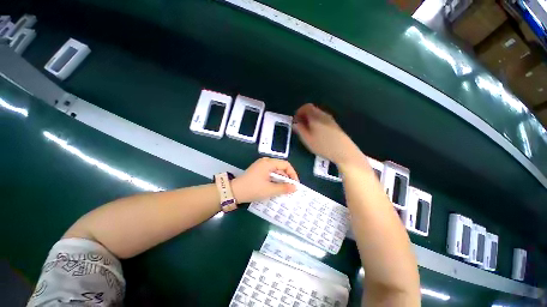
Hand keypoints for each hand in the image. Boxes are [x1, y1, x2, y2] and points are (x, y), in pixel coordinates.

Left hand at [232, 157, 298, 202]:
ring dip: (281, 180)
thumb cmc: (253, 189)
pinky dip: (275, 180)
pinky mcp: (258, 171)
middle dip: (287, 178)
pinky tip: (276, 187)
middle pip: (281, 167)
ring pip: (276, 171)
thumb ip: (284, 188)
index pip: (285, 164)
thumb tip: (295, 188)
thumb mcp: (270, 190)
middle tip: (290, 188)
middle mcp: (265, 162)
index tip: (295, 184)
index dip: (292, 174)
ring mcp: (261, 166)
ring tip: (284, 190)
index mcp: (268, 163)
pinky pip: (270, 173)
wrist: (234, 191)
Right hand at [293, 104, 362, 165]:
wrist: (343, 151)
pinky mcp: (334, 125)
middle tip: (300, 126)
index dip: (299, 112)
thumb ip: (300, 129)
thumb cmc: (323, 146)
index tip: (295, 120)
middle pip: (312, 110)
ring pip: (317, 115)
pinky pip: (322, 119)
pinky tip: (316, 133)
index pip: (306, 107)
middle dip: (304, 116)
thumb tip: (295, 123)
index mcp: (316, 117)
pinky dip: (316, 123)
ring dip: (310, 120)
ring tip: (307, 131)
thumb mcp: (307, 139)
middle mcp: (324, 115)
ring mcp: (330, 120)